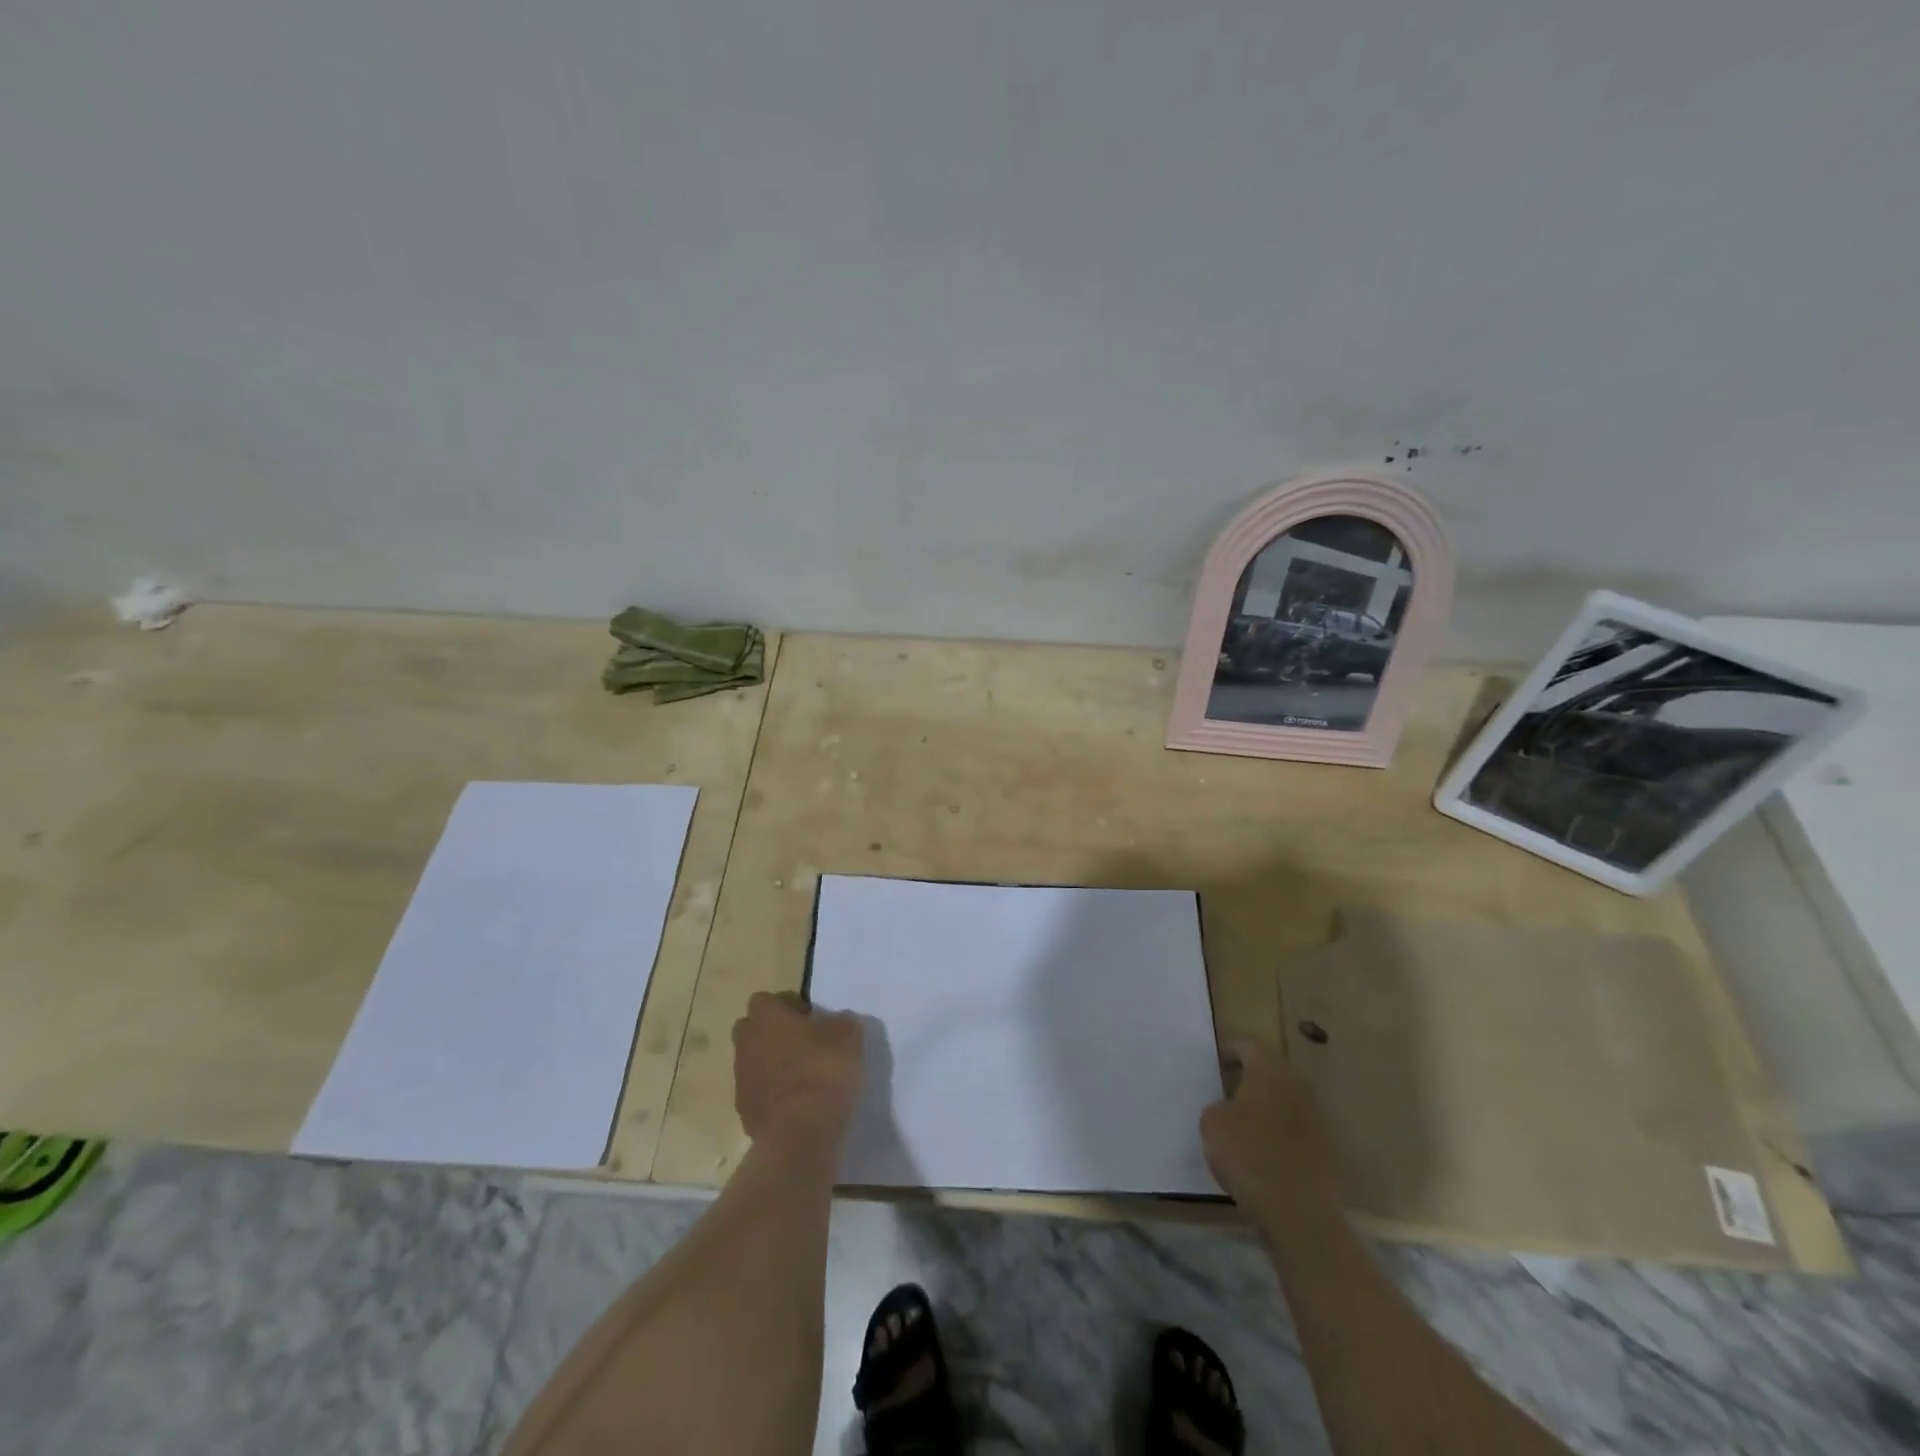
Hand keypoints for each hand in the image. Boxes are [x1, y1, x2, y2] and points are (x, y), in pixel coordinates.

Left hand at [732, 991, 863, 1151]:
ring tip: (800, 1076)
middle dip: (770, 1032)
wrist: (800, 1134)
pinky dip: (770, 1093)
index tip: (807, 1019)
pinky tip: (794, 1103)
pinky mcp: (743, 1111)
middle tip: (801, 1043)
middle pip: (750, 1028)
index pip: (763, 1000)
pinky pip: (756, 1091)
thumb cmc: (823, 1072)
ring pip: (751, 1060)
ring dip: (770, 1063)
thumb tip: (837, 1020)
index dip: (784, 1006)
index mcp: (767, 1018)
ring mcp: (741, 1078)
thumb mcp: (848, 1037)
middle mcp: (747, 1043)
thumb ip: (841, 1022)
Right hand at [1201, 1038, 1339, 1213]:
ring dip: (1269, 1104)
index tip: (1216, 1064)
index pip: (1248, 1044)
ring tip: (1246, 1122)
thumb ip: (1218, 1106)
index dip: (1230, 1050)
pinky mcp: (1328, 1149)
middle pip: (1272, 1069)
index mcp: (1269, 1071)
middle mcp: (1298, 1086)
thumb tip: (1229, 1109)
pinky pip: (1298, 1127)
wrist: (1300, 1214)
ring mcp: (1318, 1118)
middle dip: (1252, 1076)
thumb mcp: (1211, 1124)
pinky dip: (1282, 1131)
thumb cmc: (1249, 1156)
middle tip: (1229, 1090)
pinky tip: (1266, 1150)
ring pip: (1288, 1099)